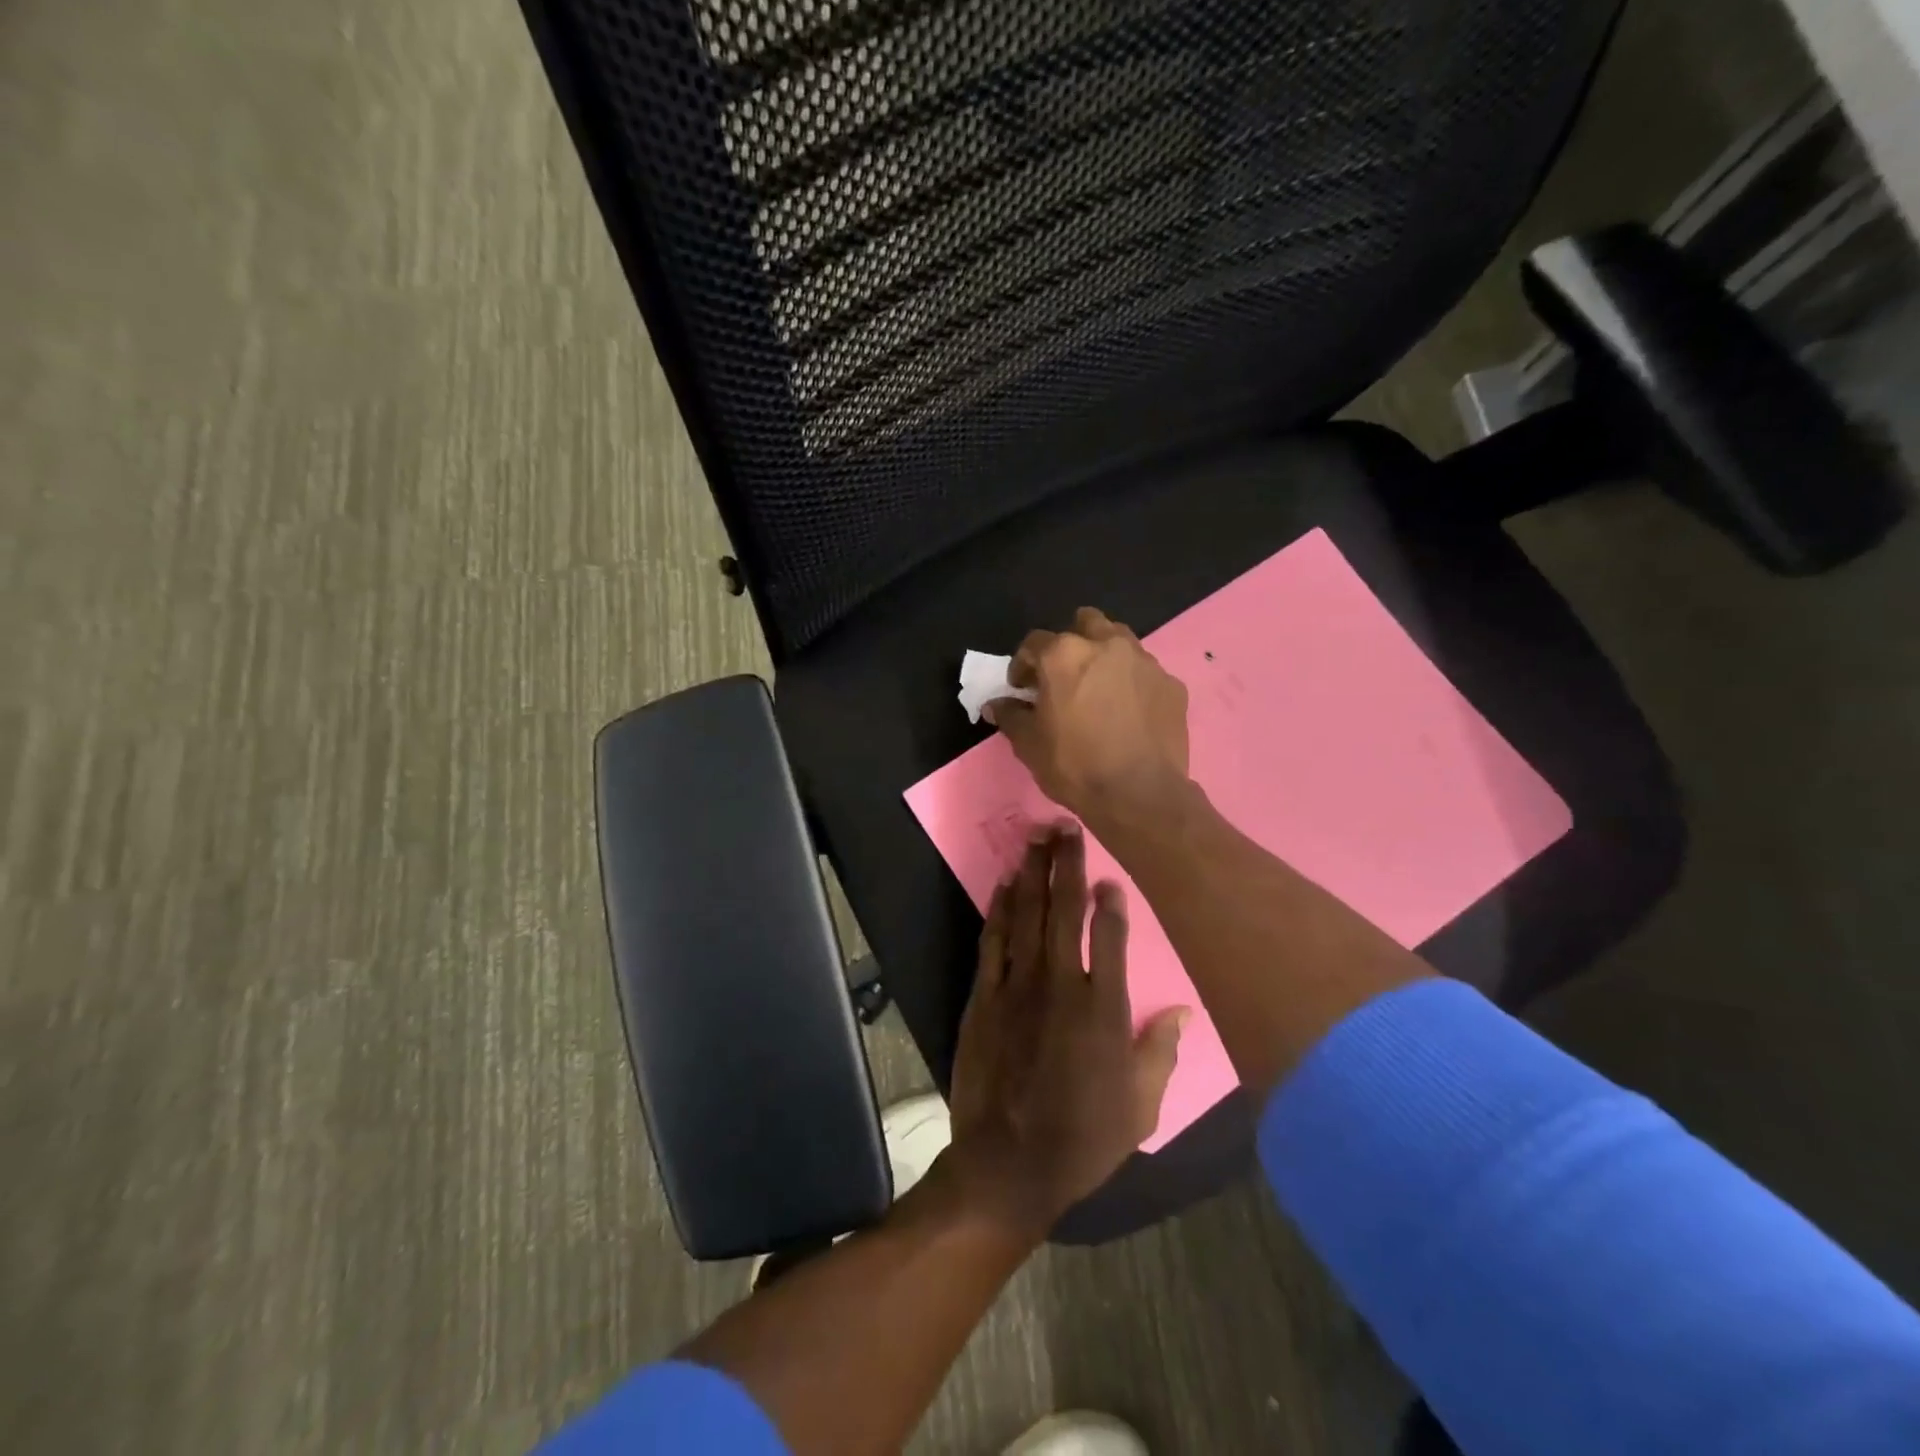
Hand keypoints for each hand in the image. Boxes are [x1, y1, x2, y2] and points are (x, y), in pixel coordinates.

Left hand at [944, 826, 1187, 1239]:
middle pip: (1065, 910)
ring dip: (1033, 873)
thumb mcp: (1140, 1105)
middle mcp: (1062, 984)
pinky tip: (1005, 884)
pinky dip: (1000, 908)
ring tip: (1036, 837)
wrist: (1009, 1164)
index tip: (1110, 875)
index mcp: (1105, 1009)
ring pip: (1027, 914)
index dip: (1111, 901)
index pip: (1111, 936)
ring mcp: (1019, 986)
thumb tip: (1184, 1010)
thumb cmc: (1083, 1138)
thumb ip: (1161, 1050)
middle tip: (1065, 826)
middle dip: (1067, 864)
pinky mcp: (985, 995)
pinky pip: (994, 940)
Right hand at [986, 608, 1189, 826]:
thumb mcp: (1029, 745)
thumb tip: (996, 704)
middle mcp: (1106, 645)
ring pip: (1120, 640)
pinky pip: (1145, 673)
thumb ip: (1011, 716)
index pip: (1034, 642)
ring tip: (1099, 687)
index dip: (1022, 665)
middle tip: (1064, 676)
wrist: (1140, 794)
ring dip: (1104, 655)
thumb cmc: (1075, 766)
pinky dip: (1132, 683)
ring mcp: (1144, 662)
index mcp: (1064, 655)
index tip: (1022, 689)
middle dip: (1071, 642)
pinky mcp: (1172, 684)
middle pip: (1085, 623)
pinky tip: (1129, 712)